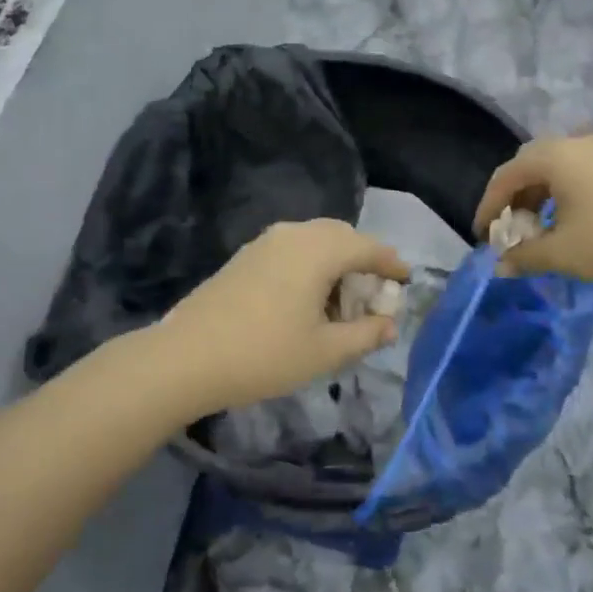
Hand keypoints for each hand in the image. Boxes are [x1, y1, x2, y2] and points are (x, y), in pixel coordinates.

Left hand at [155, 220, 409, 414]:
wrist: (186, 358)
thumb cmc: (264, 355)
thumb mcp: (325, 351)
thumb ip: (365, 335)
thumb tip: (390, 325)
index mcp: (319, 250)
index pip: (368, 247)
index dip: (392, 264)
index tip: (406, 280)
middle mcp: (294, 234)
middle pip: (341, 237)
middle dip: (363, 260)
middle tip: (374, 293)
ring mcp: (264, 242)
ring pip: (314, 241)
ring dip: (335, 263)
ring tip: (340, 303)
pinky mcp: (244, 256)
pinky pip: (291, 250)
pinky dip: (310, 266)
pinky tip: (306, 301)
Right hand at [472, 135, 592, 283]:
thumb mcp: (562, 253)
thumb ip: (524, 256)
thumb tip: (499, 266)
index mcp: (553, 157)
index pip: (505, 177)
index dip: (488, 207)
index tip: (483, 237)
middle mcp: (573, 144)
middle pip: (527, 167)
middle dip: (511, 200)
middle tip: (507, 231)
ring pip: (552, 170)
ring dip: (535, 198)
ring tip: (535, 231)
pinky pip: (573, 173)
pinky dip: (558, 195)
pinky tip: (565, 223)